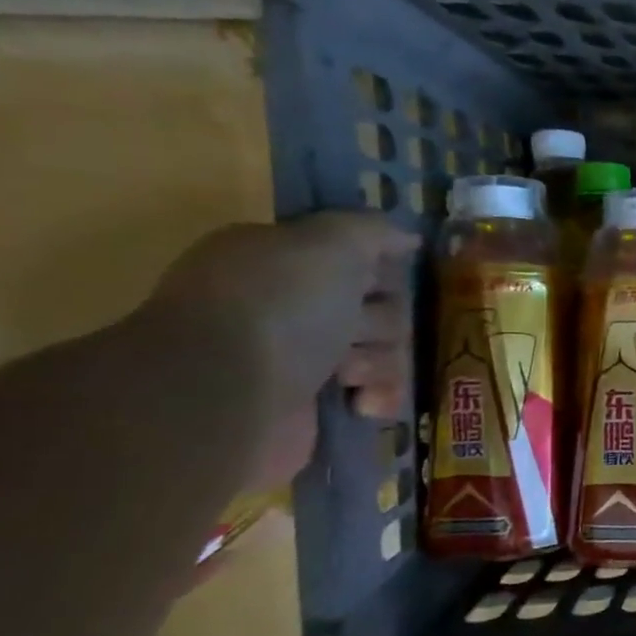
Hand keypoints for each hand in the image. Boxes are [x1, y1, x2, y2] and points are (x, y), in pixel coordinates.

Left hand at [146, 213, 417, 485]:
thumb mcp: (330, 243)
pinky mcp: (320, 405)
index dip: (378, 269)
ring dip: (378, 361)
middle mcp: (294, 306)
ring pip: (386, 351)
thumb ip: (372, 230)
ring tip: (346, 375)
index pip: (361, 258)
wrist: (226, 394)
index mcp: (285, 261)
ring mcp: (305, 358)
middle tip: (352, 330)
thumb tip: (409, 238)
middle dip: (381, 321)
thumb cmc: (278, 306)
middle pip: (382, 307)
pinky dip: (380, 398)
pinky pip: (379, 394)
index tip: (373, 280)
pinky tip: (362, 403)